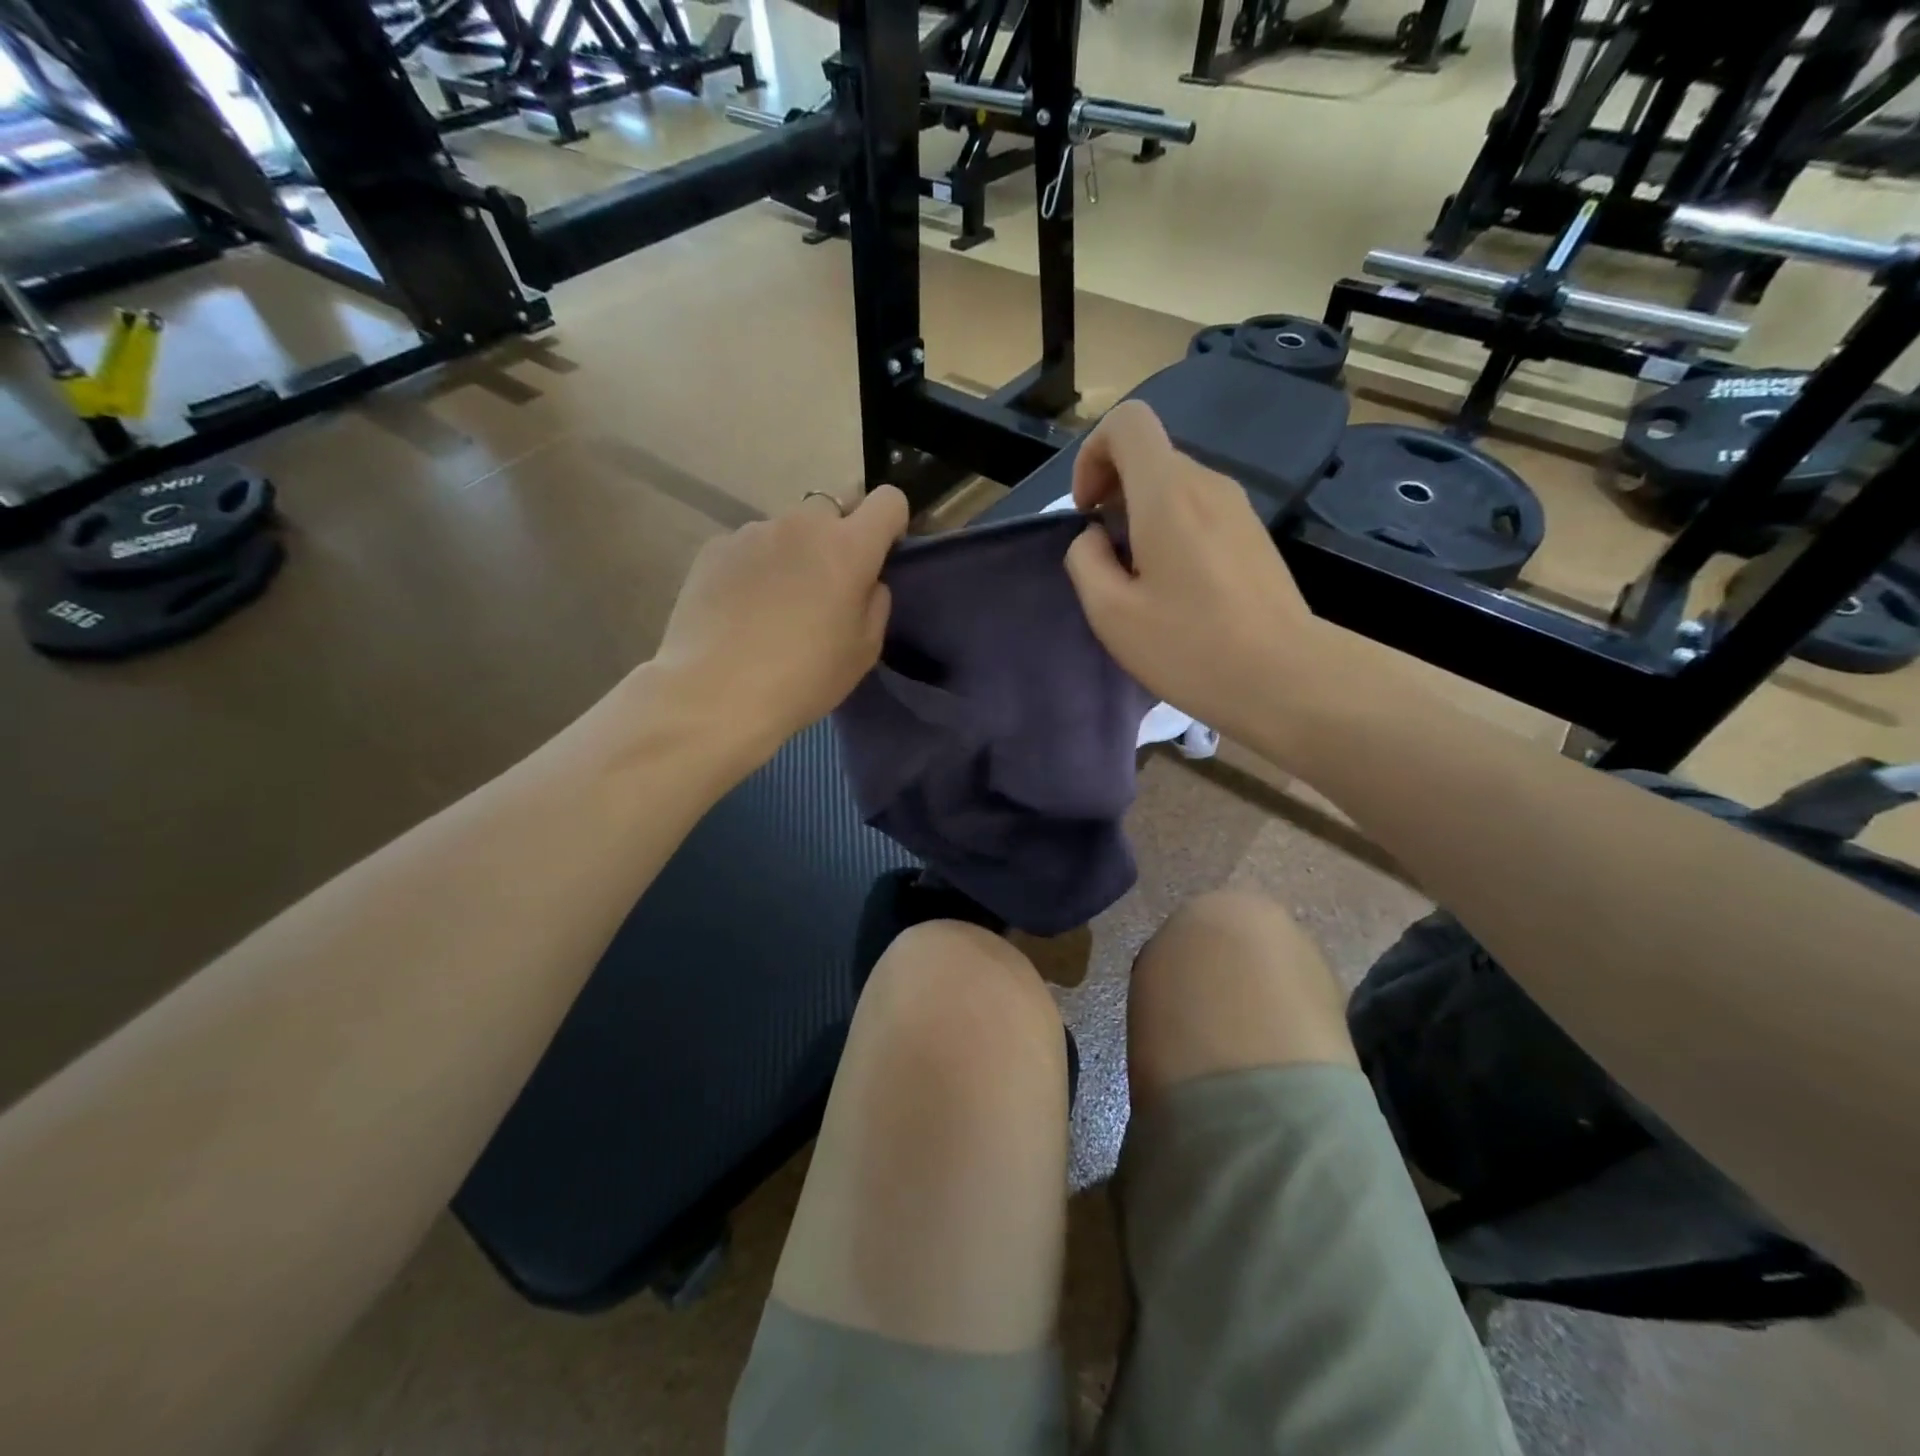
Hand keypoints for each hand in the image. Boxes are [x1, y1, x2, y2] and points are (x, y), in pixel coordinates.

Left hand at [652, 486, 908, 761]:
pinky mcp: (715, 548)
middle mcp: (802, 524)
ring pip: (787, 530)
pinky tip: (741, 610)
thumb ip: (875, 601)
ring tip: (775, 606)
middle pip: (833, 510)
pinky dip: (755, 568)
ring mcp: (753, 532)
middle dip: (837, 539)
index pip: (887, 500)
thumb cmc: (804, 677)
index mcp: (848, 547)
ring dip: (793, 554)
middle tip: (824, 589)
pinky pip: (749, 547)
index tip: (880, 555)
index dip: (891, 524)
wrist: (716, 692)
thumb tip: (865, 581)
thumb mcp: (864, 650)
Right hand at [1063, 402, 1335, 742]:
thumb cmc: (1190, 647)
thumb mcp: (1111, 613)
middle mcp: (1208, 484)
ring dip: (1143, 519)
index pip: (1127, 423)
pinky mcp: (1254, 537)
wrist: (1287, 678)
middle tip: (1107, 561)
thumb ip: (1085, 561)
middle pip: (1149, 457)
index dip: (1092, 455)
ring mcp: (1238, 509)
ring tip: (1141, 583)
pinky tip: (1178, 592)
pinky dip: (1173, 534)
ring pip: (1174, 488)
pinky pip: (1200, 513)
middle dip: (1114, 496)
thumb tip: (1095, 538)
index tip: (1087, 513)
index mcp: (1167, 492)